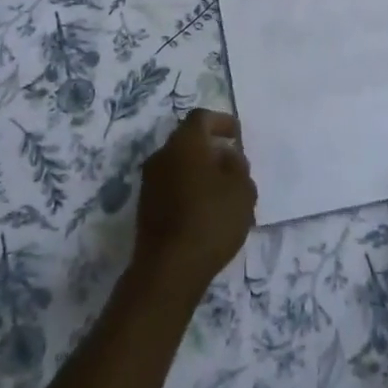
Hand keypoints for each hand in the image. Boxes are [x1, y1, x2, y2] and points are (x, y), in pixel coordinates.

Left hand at [132, 108, 256, 297]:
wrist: (168, 270)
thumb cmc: (210, 220)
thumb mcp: (241, 190)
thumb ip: (238, 165)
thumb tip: (226, 156)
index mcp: (185, 143)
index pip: (202, 117)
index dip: (222, 122)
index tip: (237, 136)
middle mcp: (162, 155)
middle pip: (188, 141)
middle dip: (211, 149)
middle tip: (233, 165)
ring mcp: (149, 182)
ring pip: (179, 164)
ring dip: (199, 171)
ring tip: (222, 192)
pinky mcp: (145, 207)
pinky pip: (171, 186)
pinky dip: (188, 189)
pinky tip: (205, 210)